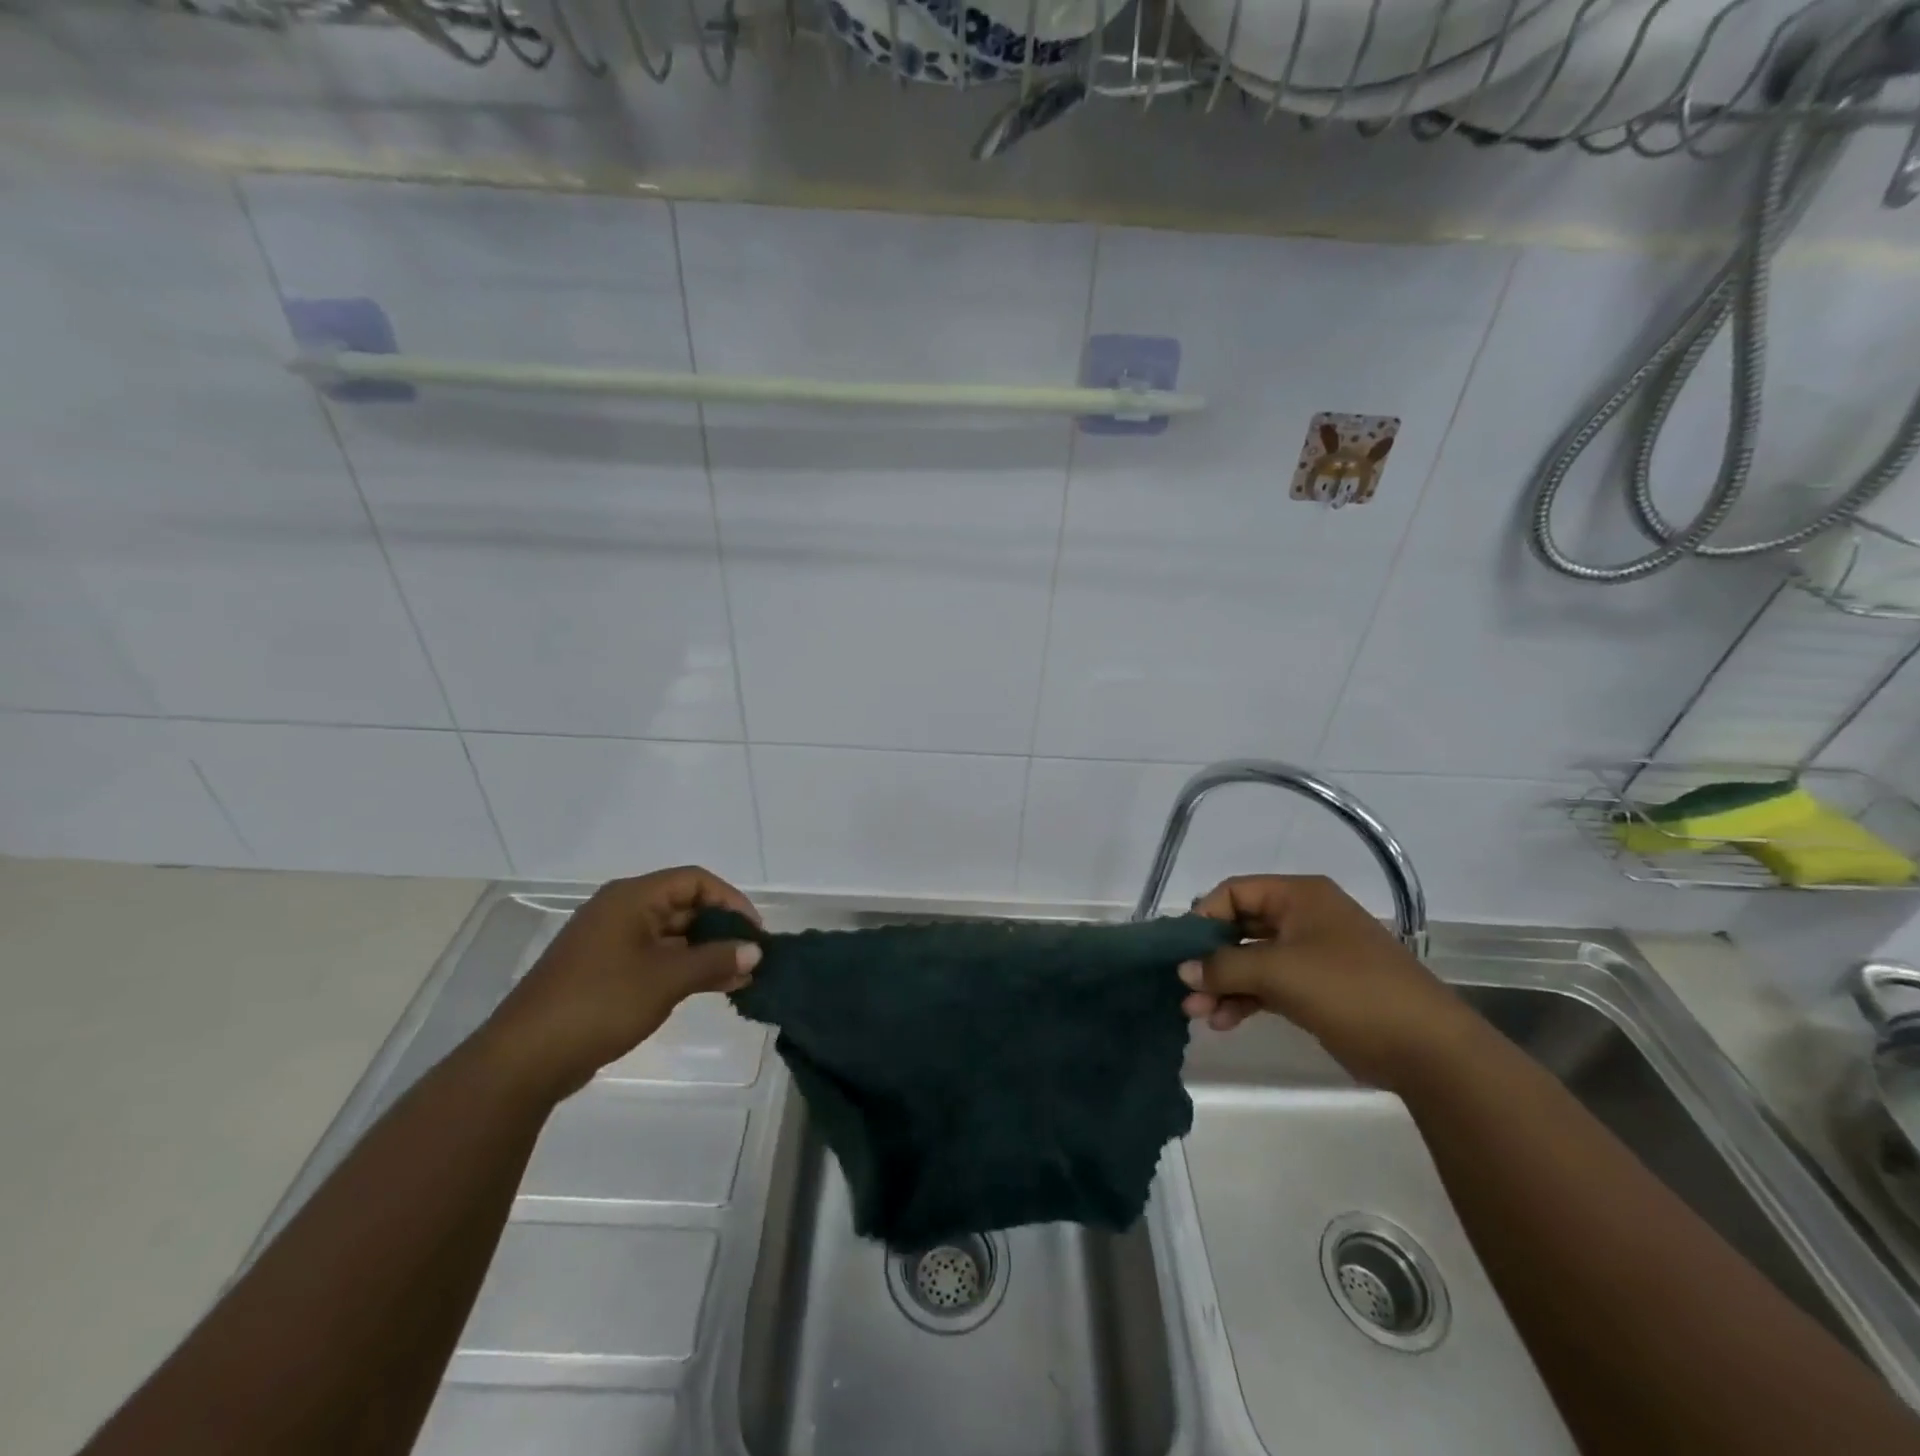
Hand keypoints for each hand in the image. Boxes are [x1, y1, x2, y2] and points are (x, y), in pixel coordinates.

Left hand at [479, 867, 762, 1100]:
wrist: (525, 1059)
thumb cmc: (600, 1003)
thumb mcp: (666, 979)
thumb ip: (715, 960)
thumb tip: (755, 951)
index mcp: (632, 898)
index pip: (695, 881)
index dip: (731, 901)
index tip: (754, 933)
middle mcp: (621, 911)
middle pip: (684, 906)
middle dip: (721, 930)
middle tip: (751, 958)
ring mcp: (610, 942)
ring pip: (671, 935)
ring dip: (705, 952)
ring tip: (739, 978)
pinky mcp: (604, 972)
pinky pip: (655, 958)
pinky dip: (683, 968)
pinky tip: (709, 988)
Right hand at [1178, 874, 1483, 1089]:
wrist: (1426, 1048)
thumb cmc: (1350, 990)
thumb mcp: (1280, 971)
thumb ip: (1225, 966)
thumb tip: (1183, 970)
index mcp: (1299, 896)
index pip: (1235, 893)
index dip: (1204, 918)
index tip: (1181, 951)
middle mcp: (1303, 918)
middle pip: (1240, 928)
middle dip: (1209, 959)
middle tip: (1183, 988)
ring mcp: (1311, 955)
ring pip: (1252, 961)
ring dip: (1223, 984)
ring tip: (1196, 1015)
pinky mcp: (1317, 990)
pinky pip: (1268, 986)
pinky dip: (1244, 1000)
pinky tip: (1223, 1022)